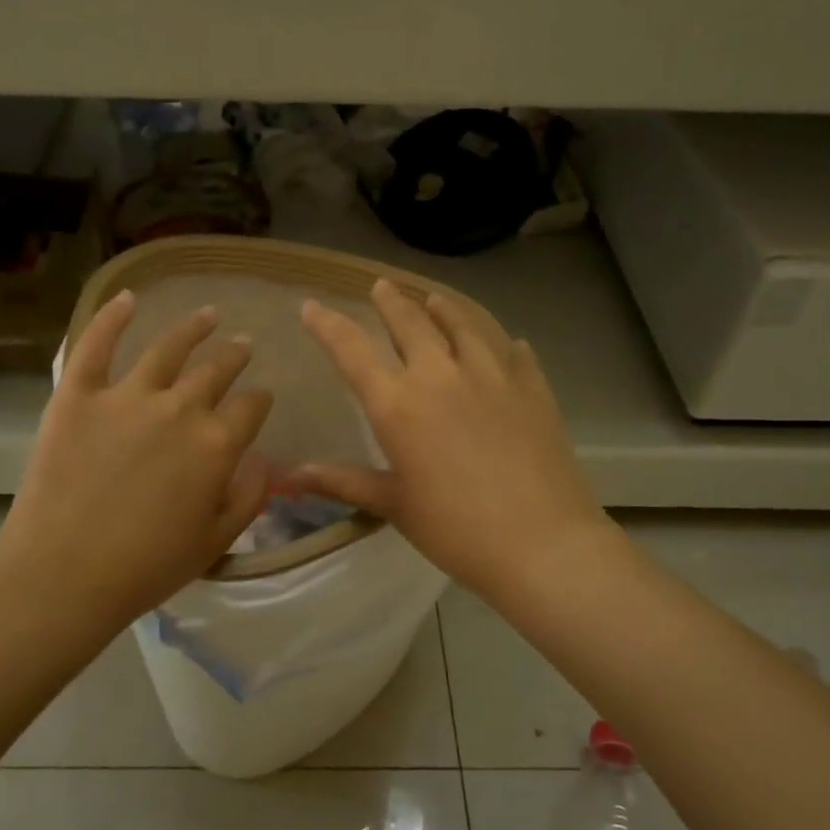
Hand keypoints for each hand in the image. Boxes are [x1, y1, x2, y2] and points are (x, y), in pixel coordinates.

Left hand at [0, 292, 272, 636]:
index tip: (260, 399)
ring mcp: (126, 396)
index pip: (251, 408)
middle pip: (216, 371)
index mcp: (216, 444)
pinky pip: (95, 344)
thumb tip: (263, 459)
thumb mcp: (216, 541)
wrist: (65, 574)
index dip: (259, 401)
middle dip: (234, 357)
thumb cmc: (147, 567)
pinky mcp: (78, 395)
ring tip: (208, 315)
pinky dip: (111, 317)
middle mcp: (179, 409)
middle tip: (242, 346)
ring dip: (193, 327)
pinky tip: (128, 298)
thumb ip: (248, 496)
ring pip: (168, 348)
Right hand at [291, 280, 607, 605]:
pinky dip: (503, 344)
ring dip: (443, 310)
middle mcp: (442, 376)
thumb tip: (287, 477)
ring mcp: (493, 376)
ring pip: (463, 326)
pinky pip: (514, 354)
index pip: (353, 351)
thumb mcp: (394, 505)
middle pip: (410, 324)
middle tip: (380, 286)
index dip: (328, 325)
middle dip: (390, 302)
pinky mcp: (533, 389)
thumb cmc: (455, 530)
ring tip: (433, 299)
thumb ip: (342, 481)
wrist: (542, 543)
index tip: (311, 305)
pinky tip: (508, 344)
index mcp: (399, 405)